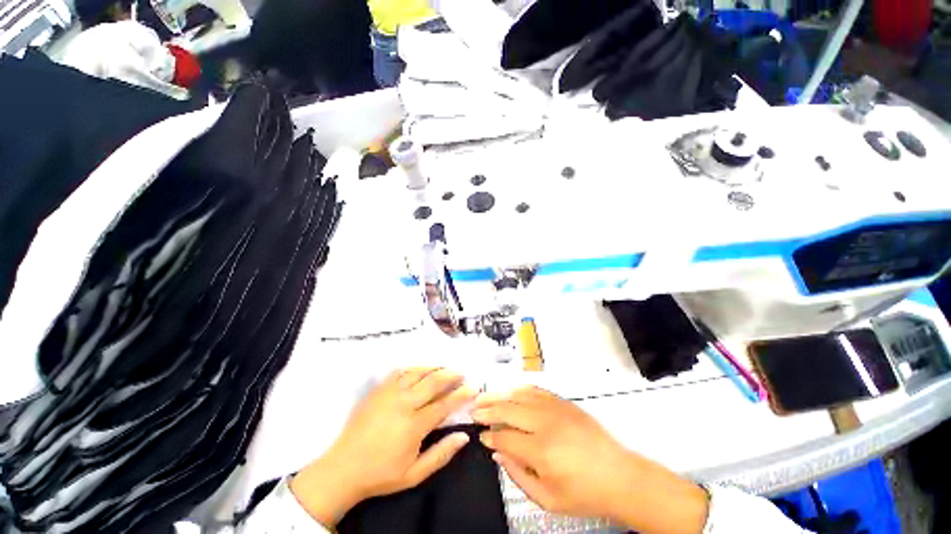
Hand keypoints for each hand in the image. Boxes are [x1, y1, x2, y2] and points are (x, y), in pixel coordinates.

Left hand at [291, 368, 476, 526]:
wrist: (343, 468)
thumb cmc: (381, 473)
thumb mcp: (414, 474)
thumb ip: (441, 454)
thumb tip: (464, 436)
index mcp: (414, 425)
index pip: (444, 404)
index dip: (461, 394)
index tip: (473, 388)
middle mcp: (403, 403)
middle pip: (433, 381)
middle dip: (450, 375)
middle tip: (461, 373)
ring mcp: (389, 393)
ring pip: (417, 372)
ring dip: (434, 368)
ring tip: (444, 368)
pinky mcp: (378, 389)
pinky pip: (400, 371)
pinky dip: (413, 368)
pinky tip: (419, 370)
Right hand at [472, 387, 708, 533]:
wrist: (619, 475)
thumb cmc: (584, 493)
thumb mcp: (548, 499)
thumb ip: (518, 475)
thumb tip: (498, 453)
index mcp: (540, 450)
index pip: (504, 436)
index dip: (489, 435)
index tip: (481, 435)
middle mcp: (545, 423)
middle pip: (507, 409)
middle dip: (488, 408)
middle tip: (474, 409)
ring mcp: (555, 408)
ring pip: (519, 395)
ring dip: (500, 394)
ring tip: (485, 395)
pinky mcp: (563, 402)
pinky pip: (536, 390)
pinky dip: (520, 389)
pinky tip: (511, 390)